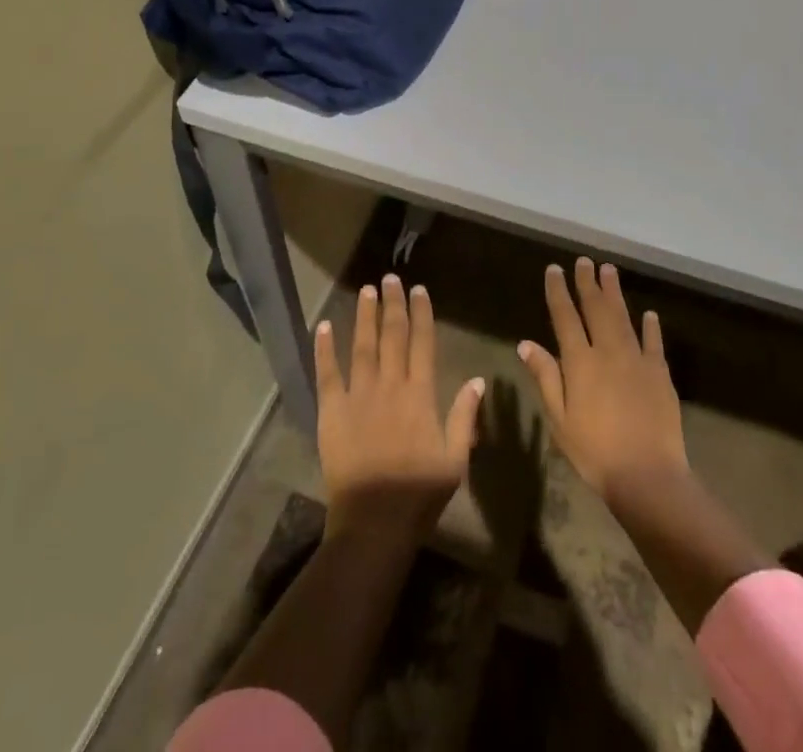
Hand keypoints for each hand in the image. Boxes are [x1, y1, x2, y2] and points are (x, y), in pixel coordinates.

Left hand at [315, 274, 485, 544]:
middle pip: (392, 336)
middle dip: (392, 304)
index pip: (422, 343)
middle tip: (390, 277)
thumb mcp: (455, 460)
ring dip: (364, 316)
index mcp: (420, 395)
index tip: (419, 290)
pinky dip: (324, 349)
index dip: (421, 314)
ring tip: (366, 290)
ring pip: (362, 346)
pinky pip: (327, 374)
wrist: (374, 524)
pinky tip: (324, 326)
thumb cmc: (419, 495)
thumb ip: (464, 416)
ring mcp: (358, 396)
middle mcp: (389, 386)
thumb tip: (478, 379)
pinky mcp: (332, 412)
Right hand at [518, 259, 689, 508]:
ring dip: (615, 293)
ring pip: (623, 317)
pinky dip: (651, 326)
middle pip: (596, 309)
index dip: (558, 291)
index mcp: (580, 362)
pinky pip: (654, 342)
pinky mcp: (660, 373)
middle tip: (585, 261)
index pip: (565, 317)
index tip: (554, 269)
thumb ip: (545, 377)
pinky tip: (648, 314)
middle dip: (588, 283)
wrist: (647, 475)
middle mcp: (608, 351)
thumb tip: (526, 343)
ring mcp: (637, 359)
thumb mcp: (559, 419)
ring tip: (609, 270)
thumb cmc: (594, 452)